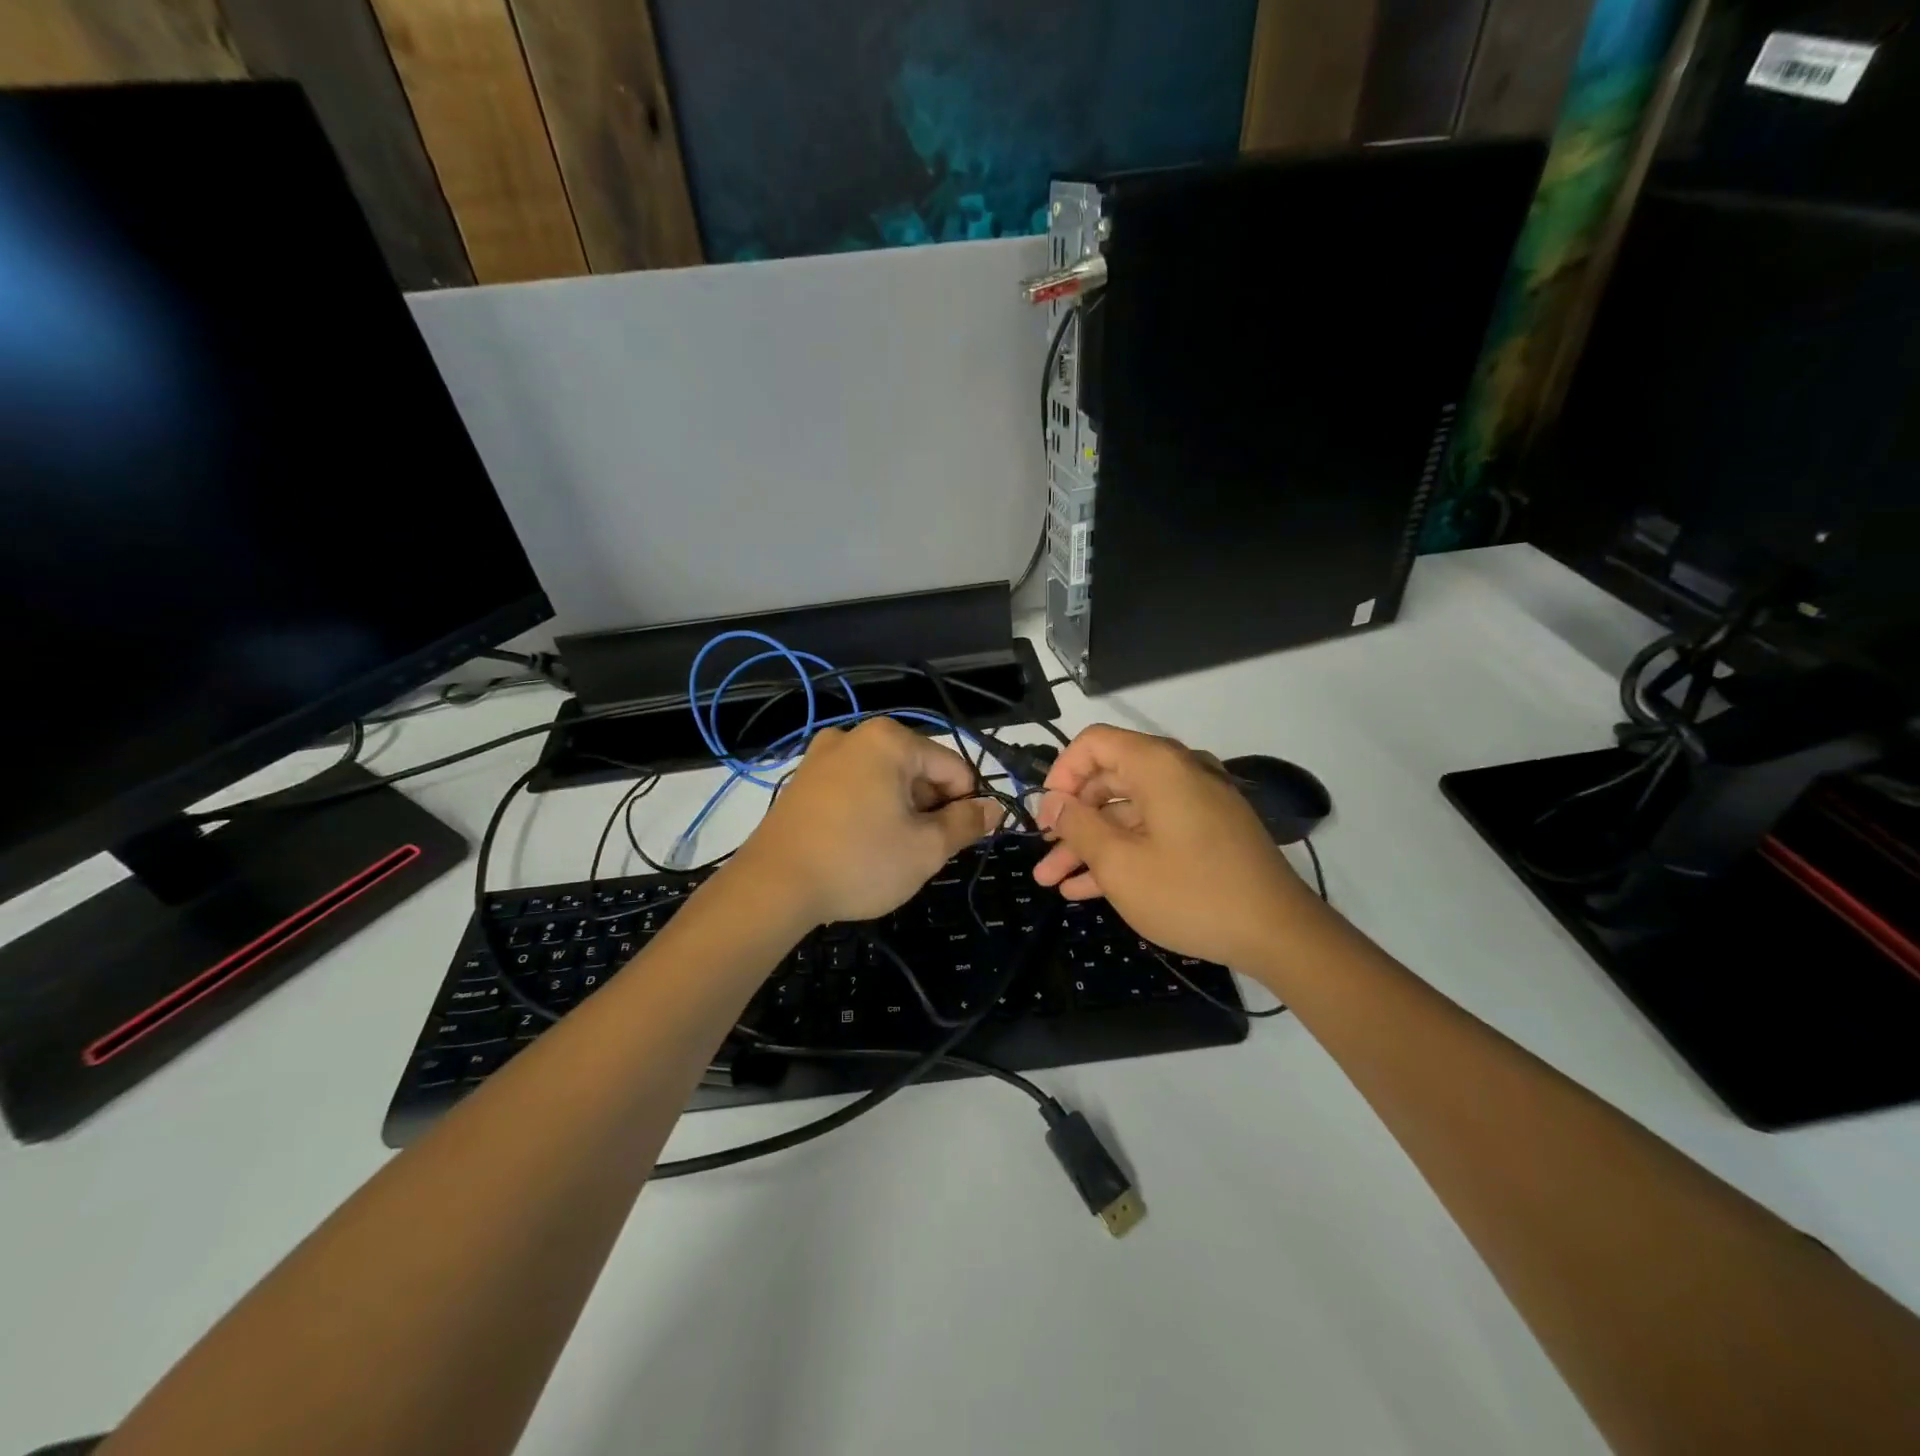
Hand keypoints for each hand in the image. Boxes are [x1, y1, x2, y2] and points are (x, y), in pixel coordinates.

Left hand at [737, 718, 1002, 925]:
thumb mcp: (926, 848)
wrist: (773, 886)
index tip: (956, 842)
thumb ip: (967, 823)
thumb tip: (994, 808)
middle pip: (919, 769)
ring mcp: (823, 755)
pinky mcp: (803, 779)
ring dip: (900, 812)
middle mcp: (856, 735)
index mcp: (891, 740)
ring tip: (887, 852)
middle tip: (918, 851)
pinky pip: (855, 787)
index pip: (954, 768)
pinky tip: (859, 845)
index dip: (965, 806)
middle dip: (928, 808)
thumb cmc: (860, 862)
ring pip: (886, 780)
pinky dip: (868, 811)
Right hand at [1033, 724, 1316, 967]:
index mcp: (1157, 766)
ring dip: (1089, 844)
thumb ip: (1079, 827)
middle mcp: (1177, 774)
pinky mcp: (1206, 834)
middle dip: (1070, 819)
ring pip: (1127, 814)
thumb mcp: (1121, 864)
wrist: (1280, 934)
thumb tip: (1054, 802)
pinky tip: (1086, 890)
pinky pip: (1152, 832)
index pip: (1094, 743)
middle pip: (1108, 780)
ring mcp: (1195, 805)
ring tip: (1051, 880)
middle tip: (1042, 852)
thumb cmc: (1191, 893)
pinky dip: (1121, 854)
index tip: (1045, 814)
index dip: (1061, 774)